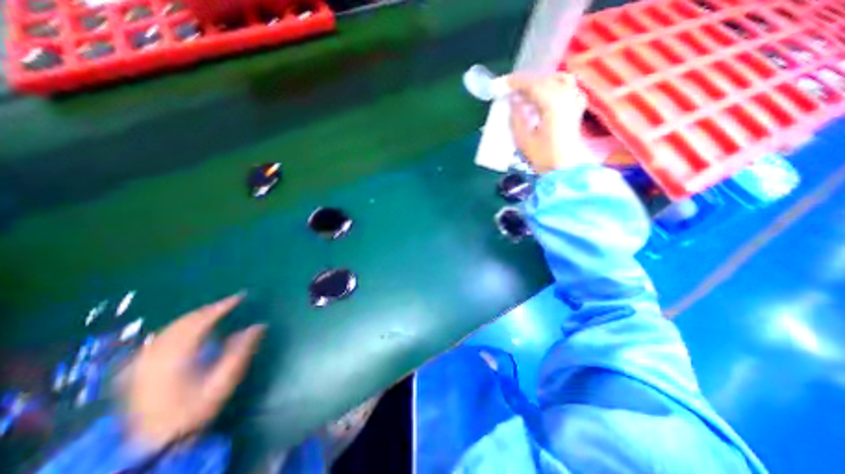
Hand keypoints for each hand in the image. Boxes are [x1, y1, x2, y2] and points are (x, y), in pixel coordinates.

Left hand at [125, 293, 262, 448]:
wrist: (155, 443)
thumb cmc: (195, 410)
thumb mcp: (225, 381)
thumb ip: (242, 350)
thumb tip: (260, 325)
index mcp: (178, 356)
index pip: (202, 321)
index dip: (222, 306)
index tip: (240, 297)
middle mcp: (157, 354)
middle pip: (185, 321)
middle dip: (209, 309)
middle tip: (230, 303)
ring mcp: (143, 362)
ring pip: (171, 327)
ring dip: (195, 316)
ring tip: (214, 311)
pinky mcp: (137, 369)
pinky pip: (160, 338)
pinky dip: (179, 327)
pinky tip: (187, 329)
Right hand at [508, 72, 588, 171]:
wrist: (565, 169)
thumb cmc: (543, 157)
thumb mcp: (523, 140)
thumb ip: (516, 117)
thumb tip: (512, 101)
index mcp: (552, 104)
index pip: (532, 84)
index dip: (515, 82)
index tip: (500, 84)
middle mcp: (566, 96)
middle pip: (544, 79)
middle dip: (525, 82)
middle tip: (509, 88)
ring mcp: (574, 100)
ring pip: (556, 80)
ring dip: (539, 82)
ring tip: (525, 91)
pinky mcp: (576, 107)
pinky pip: (566, 87)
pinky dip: (552, 86)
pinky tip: (544, 96)